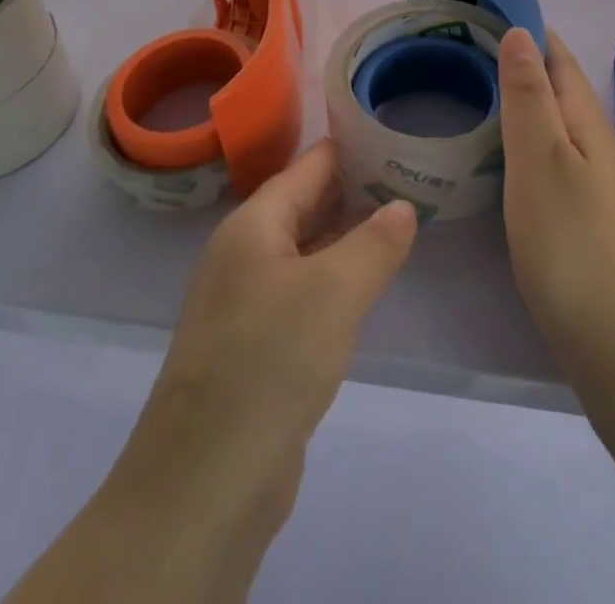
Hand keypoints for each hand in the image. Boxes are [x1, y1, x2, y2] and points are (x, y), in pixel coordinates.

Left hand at [9, 141, 414, 603]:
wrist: (205, 481)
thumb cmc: (269, 360)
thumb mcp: (334, 292)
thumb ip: (374, 243)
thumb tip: (403, 206)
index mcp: (253, 225)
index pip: (307, 166)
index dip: (349, 147)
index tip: (393, 133)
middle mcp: (245, 253)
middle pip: (305, 205)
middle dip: (354, 190)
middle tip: (410, 174)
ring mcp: (247, 301)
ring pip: (306, 251)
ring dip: (347, 236)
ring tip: (400, 219)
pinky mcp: (256, 345)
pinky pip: (303, 292)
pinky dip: (336, 279)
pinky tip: (368, 284)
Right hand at [498, 28, 614, 362]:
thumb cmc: (568, 241)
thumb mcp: (539, 159)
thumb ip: (528, 95)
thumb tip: (521, 32)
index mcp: (589, 123)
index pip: (560, 60)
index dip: (531, 34)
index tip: (490, 13)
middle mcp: (599, 145)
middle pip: (562, 90)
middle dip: (526, 64)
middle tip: (474, 50)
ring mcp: (598, 183)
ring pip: (560, 124)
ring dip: (529, 102)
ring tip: (486, 92)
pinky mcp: (588, 216)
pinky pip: (556, 156)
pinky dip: (531, 139)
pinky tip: (510, 155)